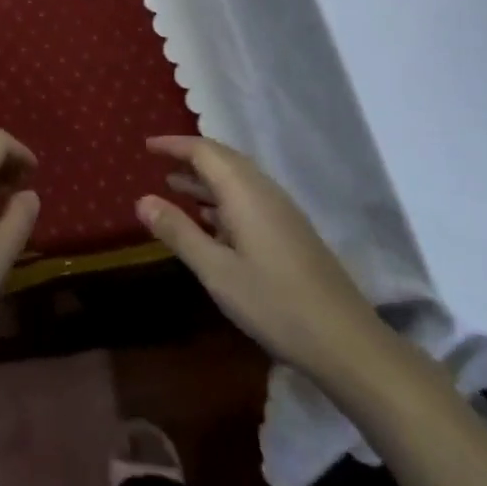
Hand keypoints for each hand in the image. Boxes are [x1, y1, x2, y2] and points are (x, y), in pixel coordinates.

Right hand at [140, 137, 398, 393]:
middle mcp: (264, 191)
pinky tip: (210, 219)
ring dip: (206, 178)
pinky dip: (222, 196)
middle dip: (189, 156)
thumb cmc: (274, 303)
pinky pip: (249, 197)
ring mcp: (281, 211)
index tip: (147, 146)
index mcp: (245, 192)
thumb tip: (142, 200)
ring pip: (238, 178)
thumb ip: (179, 232)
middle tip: (159, 161)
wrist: (345, 340)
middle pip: (223, 158)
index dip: (174, 145)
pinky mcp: (291, 230)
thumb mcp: (216, 271)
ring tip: (175, 185)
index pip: (204, 151)